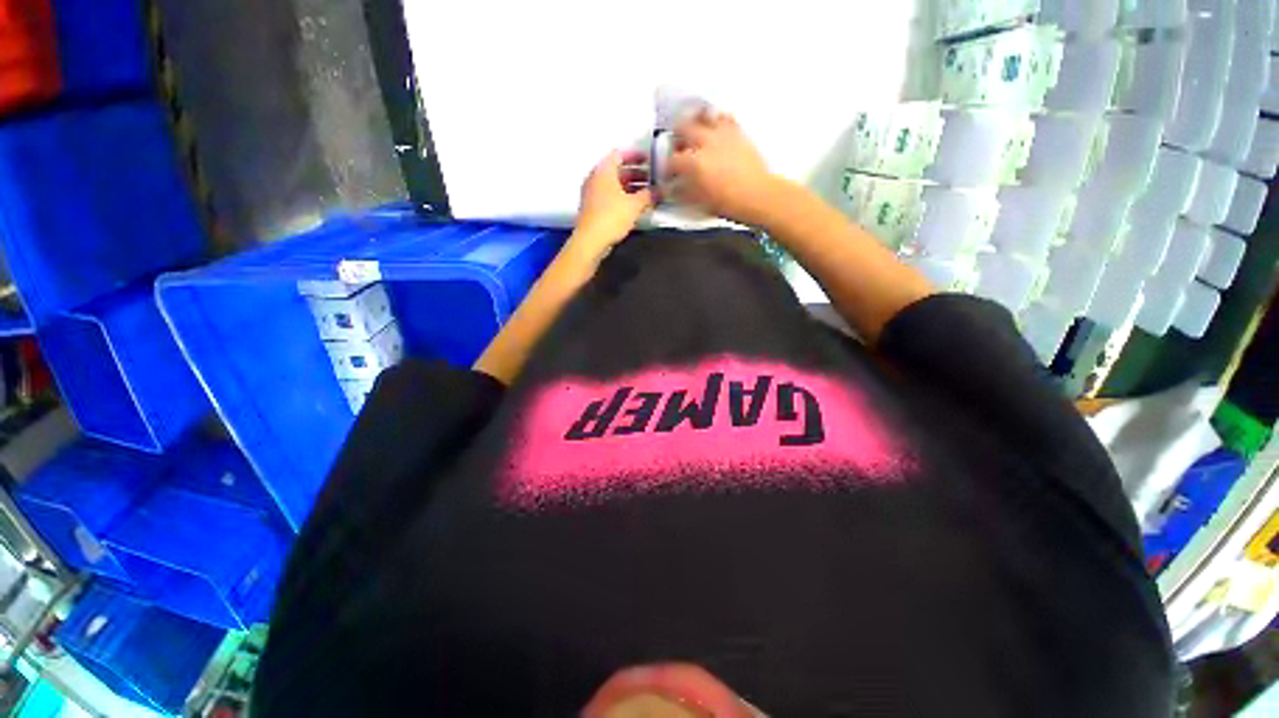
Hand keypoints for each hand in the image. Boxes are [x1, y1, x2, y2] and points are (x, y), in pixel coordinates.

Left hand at [573, 150, 652, 255]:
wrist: (591, 240)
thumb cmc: (611, 217)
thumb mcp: (635, 205)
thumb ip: (648, 195)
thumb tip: (658, 192)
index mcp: (604, 170)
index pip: (620, 154)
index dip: (636, 155)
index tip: (649, 160)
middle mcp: (595, 178)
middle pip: (617, 170)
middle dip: (635, 173)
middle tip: (651, 178)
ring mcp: (592, 194)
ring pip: (614, 184)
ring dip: (630, 187)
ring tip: (646, 194)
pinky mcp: (593, 208)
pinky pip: (610, 197)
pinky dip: (622, 198)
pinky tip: (635, 207)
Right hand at [669, 111, 780, 226]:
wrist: (758, 195)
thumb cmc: (730, 202)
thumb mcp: (700, 202)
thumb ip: (684, 192)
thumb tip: (674, 188)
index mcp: (694, 162)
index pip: (672, 161)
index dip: (666, 167)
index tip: (667, 172)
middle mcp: (706, 142)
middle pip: (683, 128)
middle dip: (676, 136)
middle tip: (676, 145)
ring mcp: (722, 134)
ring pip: (703, 116)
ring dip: (695, 121)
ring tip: (693, 129)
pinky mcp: (738, 132)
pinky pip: (725, 117)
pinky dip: (717, 119)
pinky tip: (716, 126)